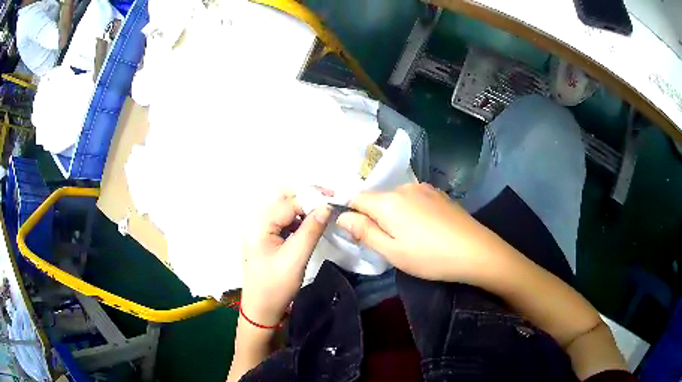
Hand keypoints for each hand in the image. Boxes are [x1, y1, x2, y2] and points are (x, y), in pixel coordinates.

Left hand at [241, 192, 330, 326]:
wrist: (261, 309)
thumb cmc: (276, 286)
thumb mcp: (296, 258)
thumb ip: (311, 230)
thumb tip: (326, 207)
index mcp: (259, 224)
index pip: (289, 201)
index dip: (312, 197)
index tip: (335, 198)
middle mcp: (256, 220)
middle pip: (283, 198)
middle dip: (307, 197)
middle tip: (329, 202)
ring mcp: (258, 228)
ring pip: (283, 208)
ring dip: (303, 208)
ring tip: (323, 214)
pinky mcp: (264, 237)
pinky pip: (282, 220)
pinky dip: (297, 219)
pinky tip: (309, 225)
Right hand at [336, 183, 490, 281]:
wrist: (476, 251)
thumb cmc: (430, 257)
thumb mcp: (392, 251)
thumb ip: (364, 231)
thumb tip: (341, 216)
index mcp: (388, 201)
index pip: (356, 198)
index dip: (351, 215)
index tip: (358, 235)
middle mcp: (404, 187)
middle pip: (377, 198)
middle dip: (374, 217)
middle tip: (387, 243)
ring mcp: (424, 188)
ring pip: (396, 199)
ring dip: (394, 214)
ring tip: (409, 237)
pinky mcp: (439, 194)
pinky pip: (414, 199)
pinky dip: (411, 211)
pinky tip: (425, 228)